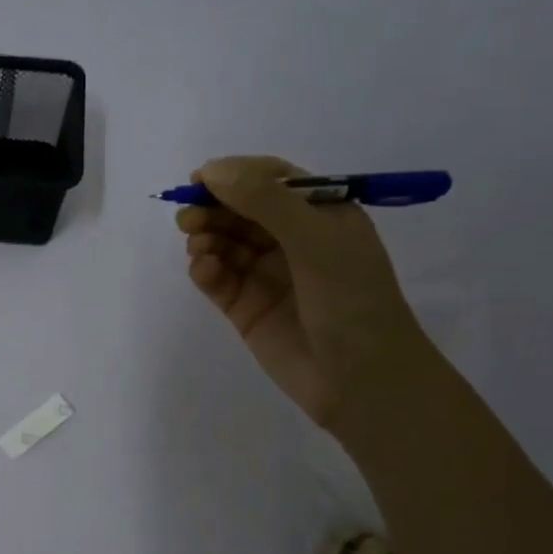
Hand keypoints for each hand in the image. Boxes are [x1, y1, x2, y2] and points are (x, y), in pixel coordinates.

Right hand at [178, 156, 433, 431]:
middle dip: (213, 208)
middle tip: (189, 216)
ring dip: (206, 237)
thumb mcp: (316, 240)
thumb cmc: (353, 301)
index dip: (235, 175)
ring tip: (198, 245)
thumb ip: (265, 201)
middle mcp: (292, 240)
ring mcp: (267, 275)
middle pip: (240, 210)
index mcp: (320, 215)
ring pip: (224, 242)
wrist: (363, 382)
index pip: (271, 181)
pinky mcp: (246, 308)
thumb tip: (212, 170)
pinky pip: (217, 278)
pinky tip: (204, 270)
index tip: (200, 178)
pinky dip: (205, 270)